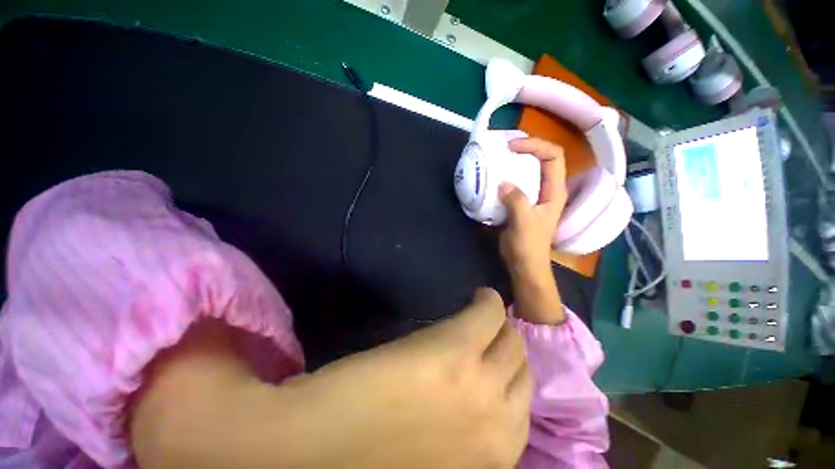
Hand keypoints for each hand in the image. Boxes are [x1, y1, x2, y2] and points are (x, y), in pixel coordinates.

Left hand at [281, 288, 533, 468]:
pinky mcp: (454, 348)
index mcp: (495, 454)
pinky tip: (479, 297)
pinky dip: (488, 302)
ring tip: (483, 313)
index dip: (509, 373)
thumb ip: (471, 425)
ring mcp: (478, 382)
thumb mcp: (444, 450)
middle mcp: (499, 420)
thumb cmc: (374, 450)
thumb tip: (485, 390)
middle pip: (522, 366)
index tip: (497, 354)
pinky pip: (488, 313)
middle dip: (508, 347)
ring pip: (512, 340)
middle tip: (489, 332)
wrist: (317, 445)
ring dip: (500, 325)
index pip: (523, 399)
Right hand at [499, 138, 567, 323]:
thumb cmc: (528, 246)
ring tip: (496, 159)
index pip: (553, 157)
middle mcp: (547, 190)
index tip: (512, 147)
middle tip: (502, 148)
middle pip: (542, 159)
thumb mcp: (524, 222)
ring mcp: (533, 196)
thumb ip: (516, 201)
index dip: (535, 146)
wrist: (524, 264)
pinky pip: (515, 183)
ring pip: (527, 171)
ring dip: (513, 163)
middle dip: (524, 149)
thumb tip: (502, 184)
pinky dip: (505, 177)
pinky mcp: (521, 203)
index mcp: (554, 191)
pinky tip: (492, 178)